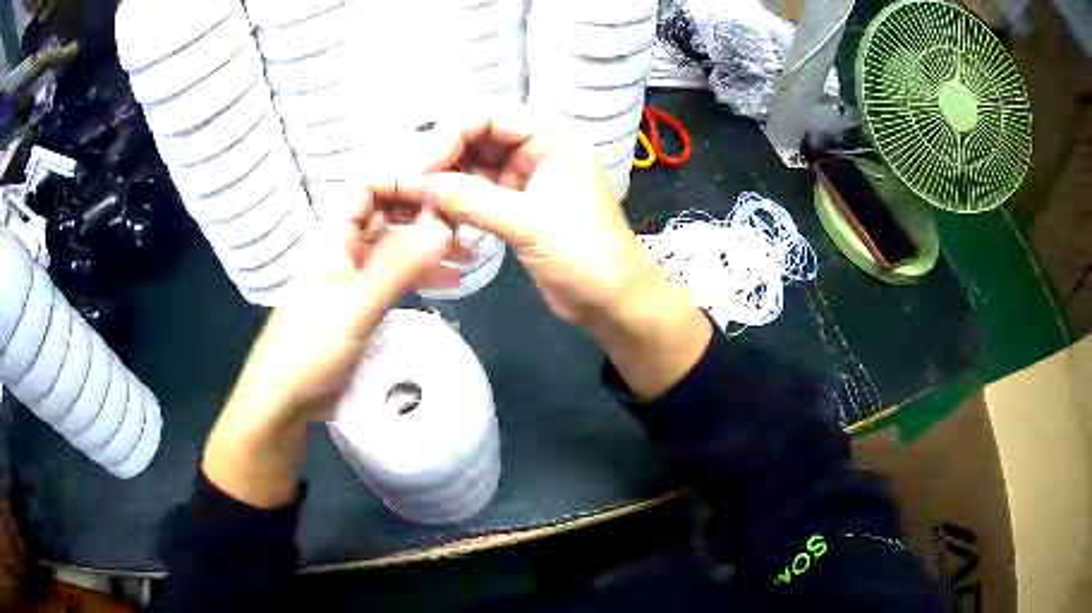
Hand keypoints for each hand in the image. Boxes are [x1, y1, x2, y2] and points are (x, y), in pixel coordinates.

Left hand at [203, 190, 454, 506]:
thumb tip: (444, 226)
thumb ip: (399, 267)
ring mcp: (355, 279)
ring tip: (470, 256)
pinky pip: (396, 278)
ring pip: (395, 248)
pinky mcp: (363, 305)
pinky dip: (422, 276)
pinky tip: (450, 284)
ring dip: (428, 247)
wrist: (285, 400)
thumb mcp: (356, 307)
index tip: (444, 195)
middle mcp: (346, 251)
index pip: (367, 187)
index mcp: (335, 238)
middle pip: (387, 216)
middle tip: (469, 228)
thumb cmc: (310, 349)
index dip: (402, 182)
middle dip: (425, 216)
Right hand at [381, 108, 712, 400]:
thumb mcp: (529, 222)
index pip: (492, 117)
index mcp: (553, 136)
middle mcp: (538, 149)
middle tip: (417, 184)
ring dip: (449, 181)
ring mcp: (526, 179)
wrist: (611, 300)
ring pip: (476, 167)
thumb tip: (422, 184)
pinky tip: (437, 214)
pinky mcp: (517, 207)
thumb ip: (473, 199)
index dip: (454, 134)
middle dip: (448, 158)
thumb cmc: (584, 253)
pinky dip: (458, 202)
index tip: (428, 165)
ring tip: (422, 201)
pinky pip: (479, 194)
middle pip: (480, 139)